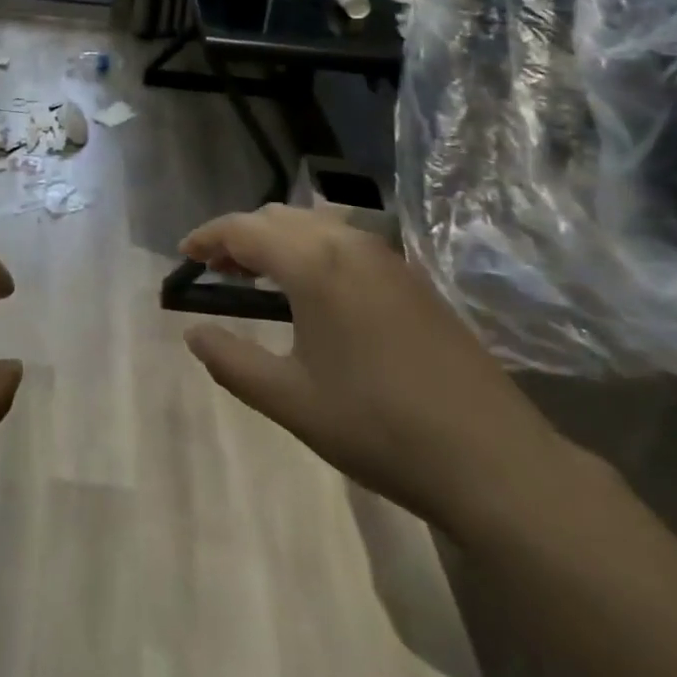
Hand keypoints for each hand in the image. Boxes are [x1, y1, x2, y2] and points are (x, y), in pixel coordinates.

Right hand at [181, 205, 573, 536]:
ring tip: (257, 275)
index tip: (183, 255)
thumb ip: (232, 360)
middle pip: (278, 216)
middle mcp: (348, 243)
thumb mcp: (290, 400)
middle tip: (215, 269)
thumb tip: (192, 333)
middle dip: (240, 235)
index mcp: (314, 263)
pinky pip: (344, 240)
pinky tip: (311, 289)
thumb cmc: (379, 427)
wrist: (493, 459)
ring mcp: (386, 256)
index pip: (244, 229)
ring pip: (314, 223)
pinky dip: (311, 248)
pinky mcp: (411, 277)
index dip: (207, 236)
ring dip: (277, 238)